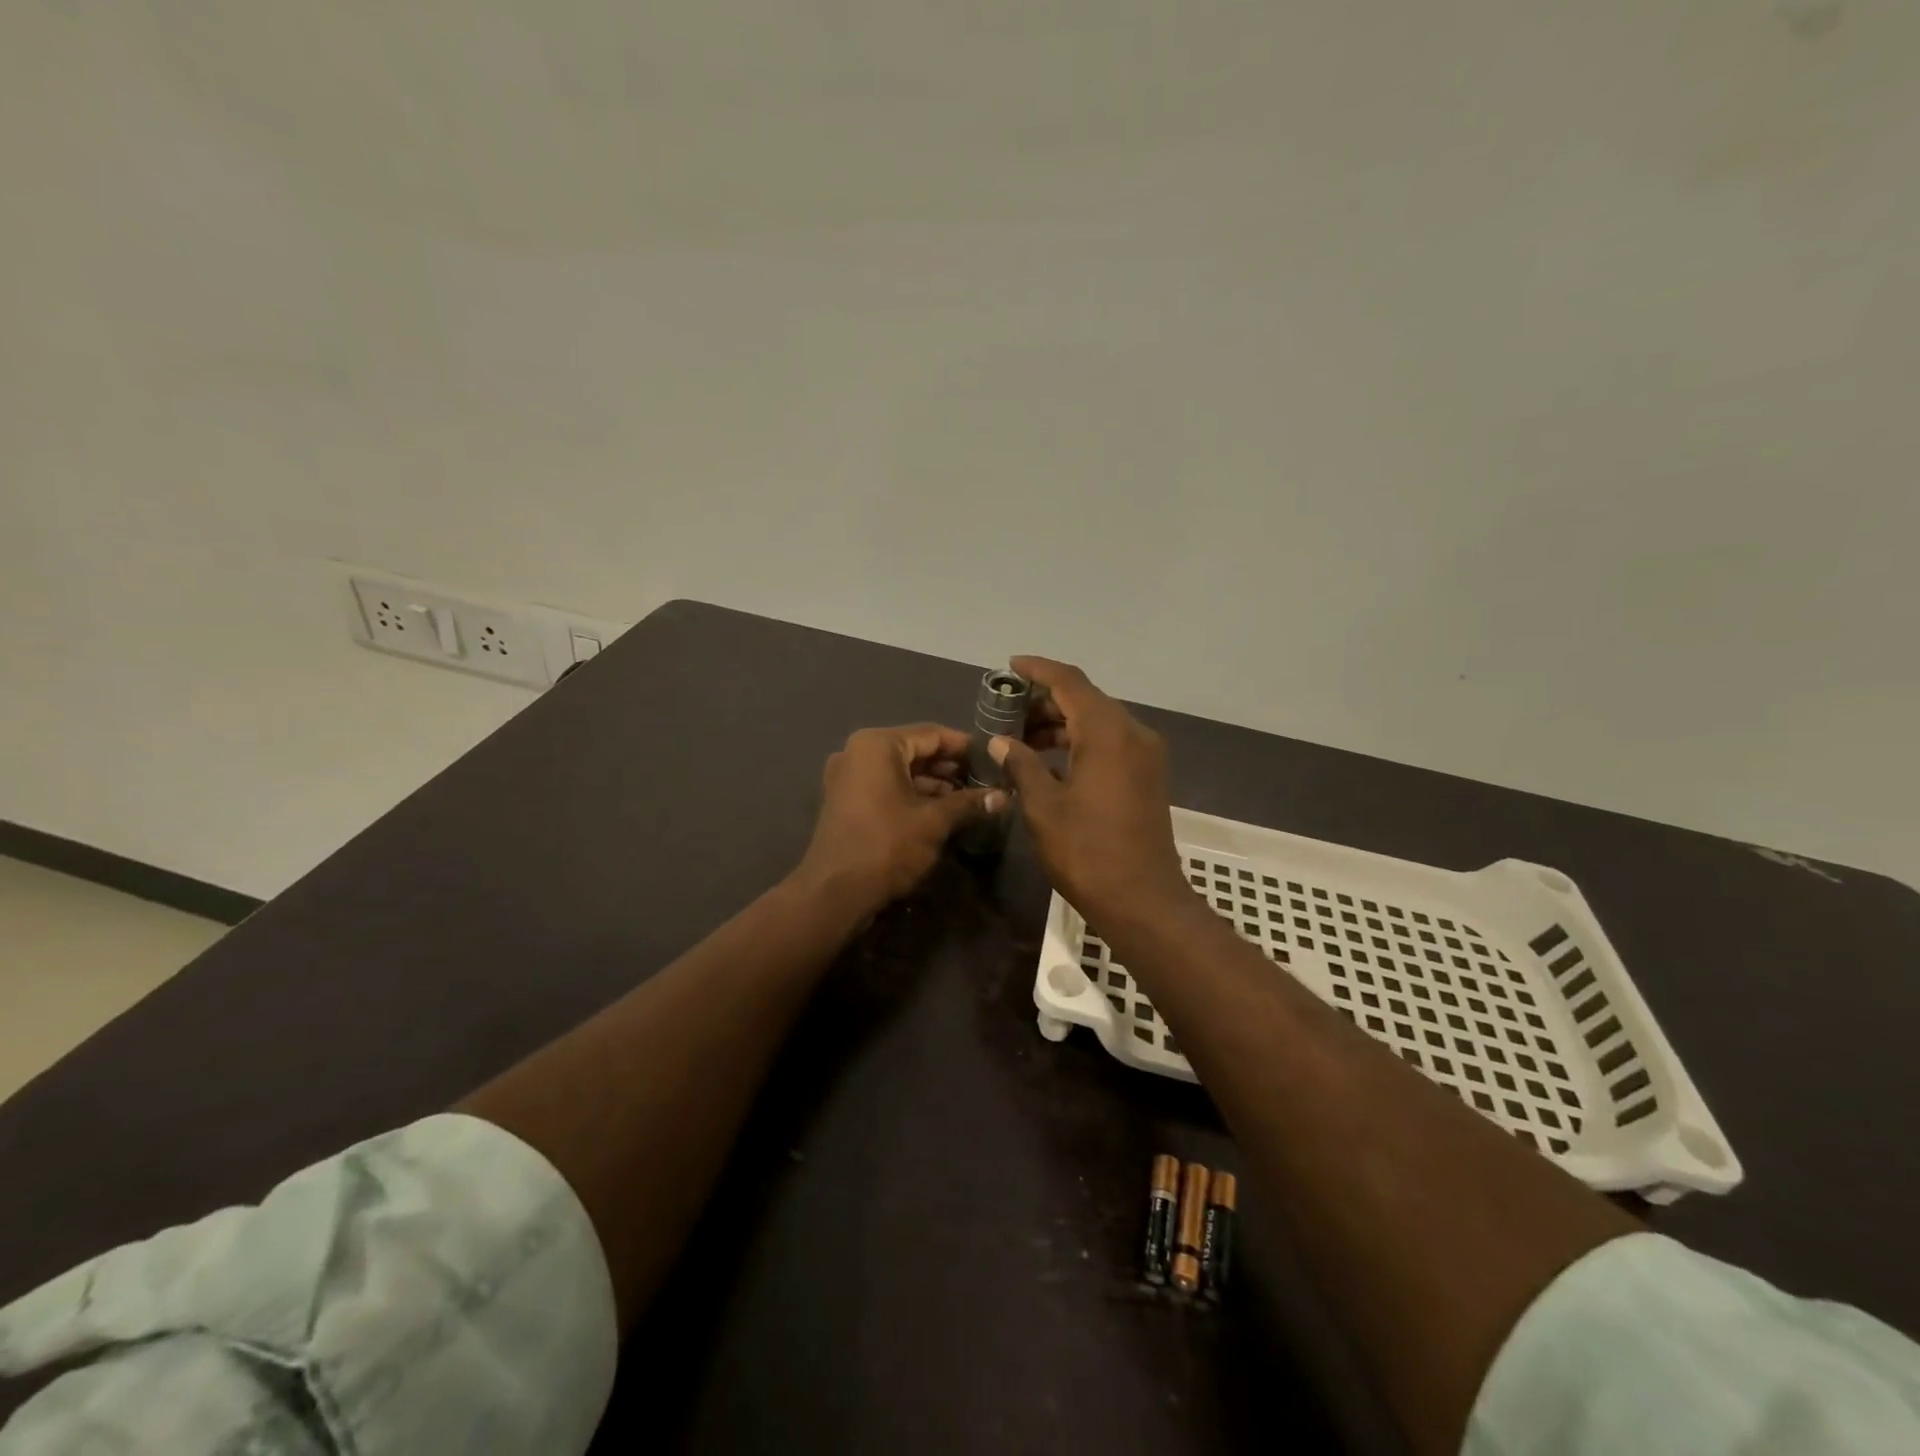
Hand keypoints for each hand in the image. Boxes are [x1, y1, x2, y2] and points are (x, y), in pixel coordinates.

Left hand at [792, 723, 1004, 917]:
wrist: (835, 892)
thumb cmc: (887, 845)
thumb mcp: (934, 821)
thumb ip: (969, 803)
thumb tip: (1003, 796)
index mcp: (877, 745)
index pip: (931, 733)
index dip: (964, 746)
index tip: (991, 758)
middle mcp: (857, 752)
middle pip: (914, 750)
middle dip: (948, 767)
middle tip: (983, 781)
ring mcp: (847, 776)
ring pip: (899, 770)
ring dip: (931, 783)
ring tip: (967, 799)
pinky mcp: (844, 800)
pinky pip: (884, 786)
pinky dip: (910, 794)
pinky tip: (939, 811)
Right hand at [990, 657, 1189, 925]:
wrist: (1143, 900)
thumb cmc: (1087, 852)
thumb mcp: (1043, 807)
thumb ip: (1022, 764)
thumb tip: (1002, 741)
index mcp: (1108, 732)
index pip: (1070, 682)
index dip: (1039, 670)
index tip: (1011, 666)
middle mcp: (1133, 733)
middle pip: (1087, 699)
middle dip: (1047, 700)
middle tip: (1008, 710)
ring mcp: (1146, 755)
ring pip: (1099, 721)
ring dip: (1063, 723)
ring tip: (1023, 737)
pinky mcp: (1148, 776)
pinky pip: (1111, 742)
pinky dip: (1081, 741)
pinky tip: (1052, 759)